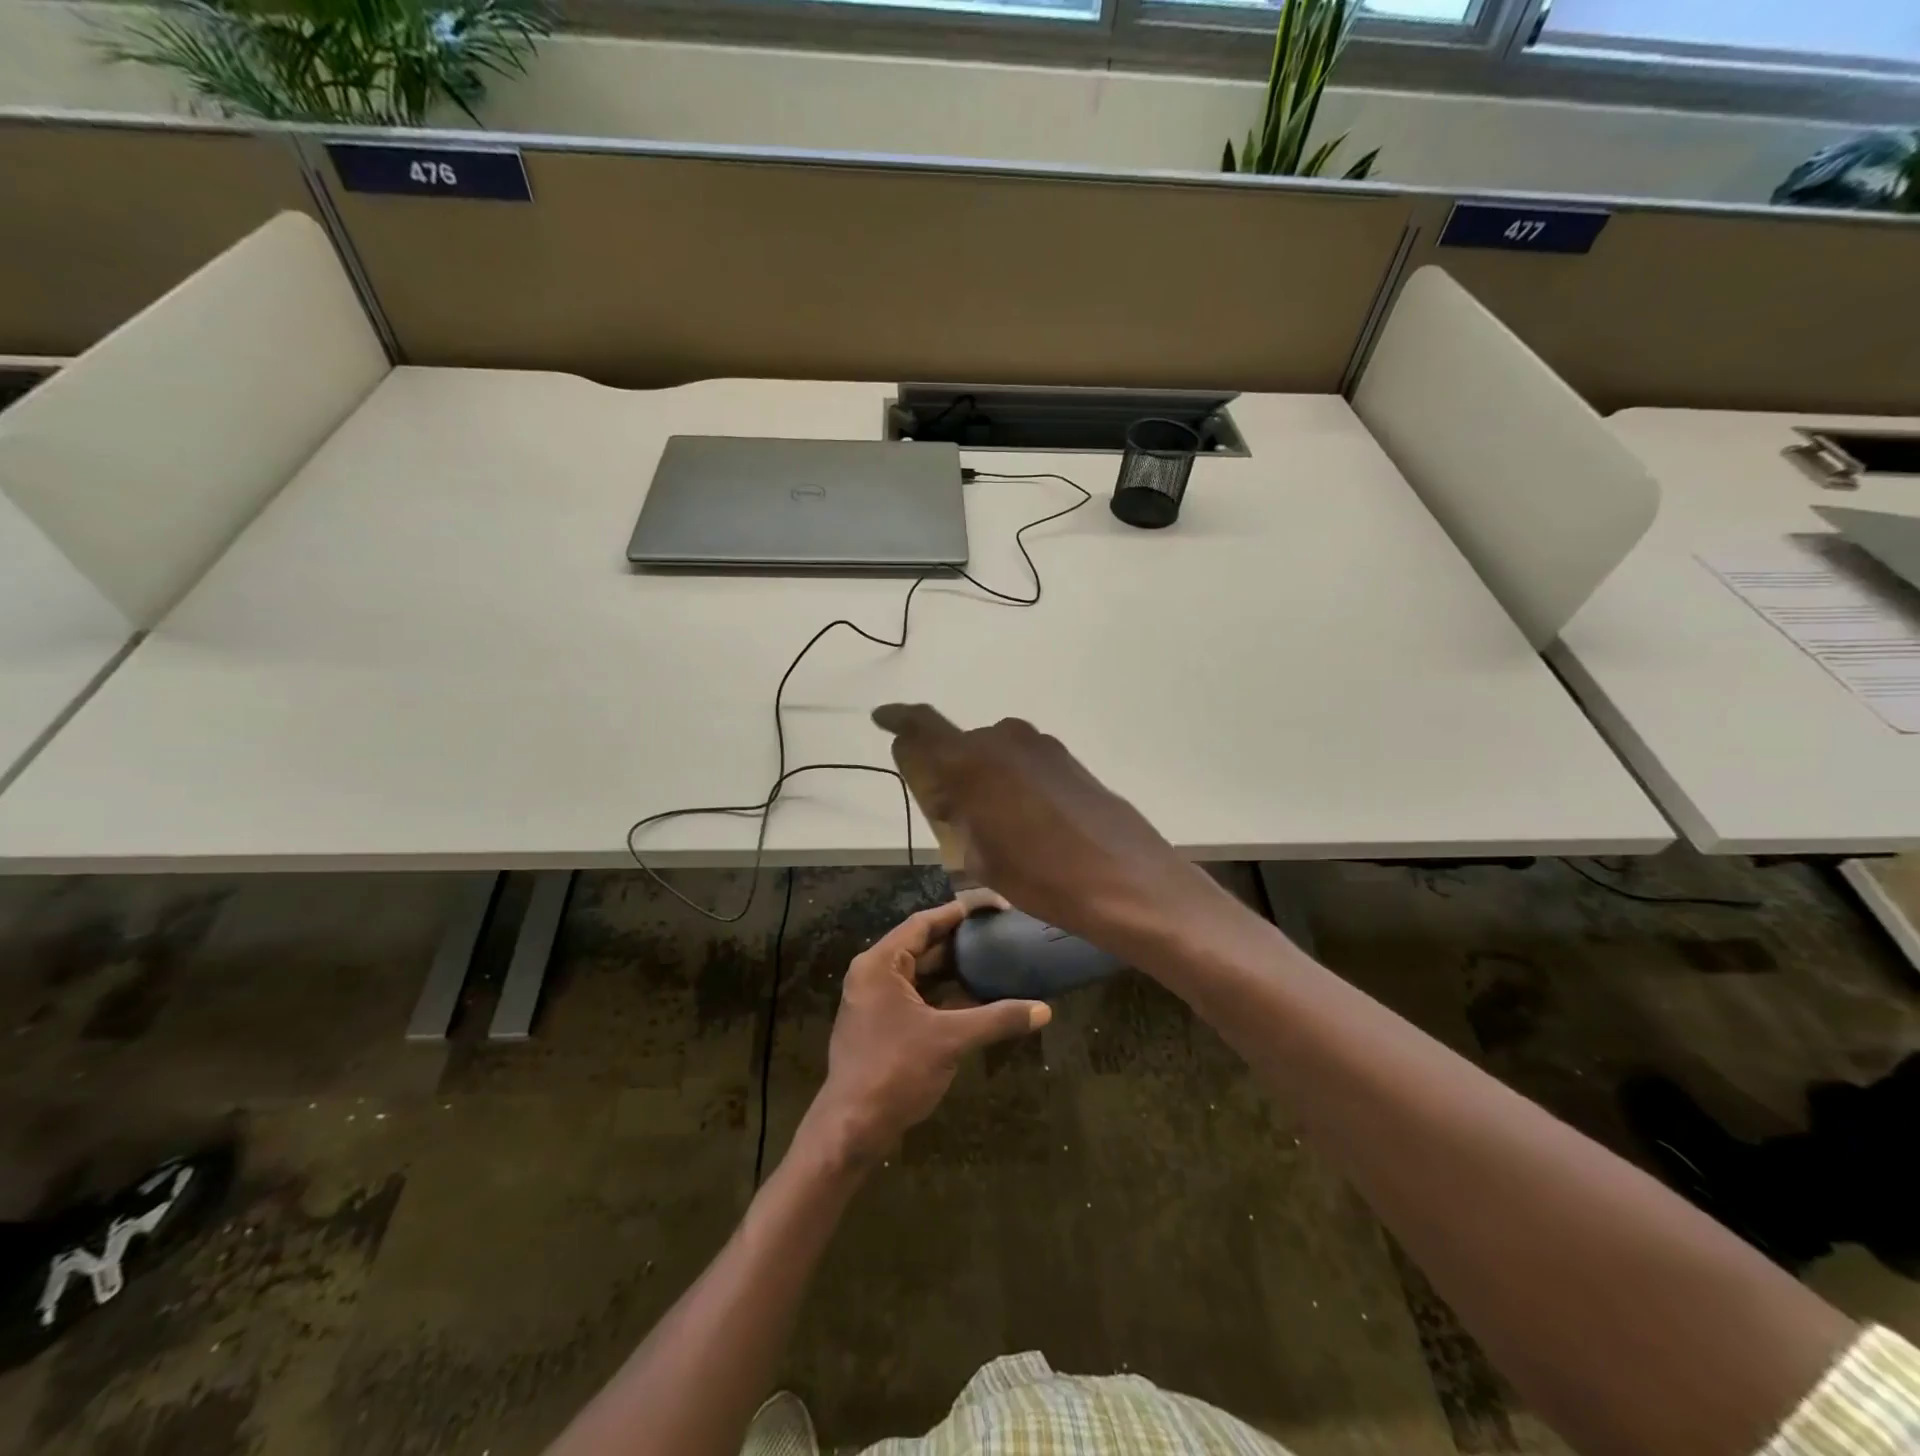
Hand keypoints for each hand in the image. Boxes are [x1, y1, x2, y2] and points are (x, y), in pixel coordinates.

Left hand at [800, 900, 1050, 1168]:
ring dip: (955, 969)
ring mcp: (876, 1000)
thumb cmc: (896, 1071)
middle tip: (1002, 933)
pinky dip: (945, 994)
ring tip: (997, 959)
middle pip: (923, 945)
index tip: (997, 907)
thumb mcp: (950, 1040)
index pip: (925, 922)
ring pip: (922, 973)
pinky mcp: (882, 1024)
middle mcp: (874, 974)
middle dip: (962, 941)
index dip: (962, 911)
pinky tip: (978, 997)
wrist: (852, 1129)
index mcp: (880, 963)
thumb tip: (1044, 1010)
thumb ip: (997, 1019)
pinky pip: (918, 996)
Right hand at [870, 705, 1216, 948]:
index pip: (923, 724)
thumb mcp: (981, 858)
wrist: (1127, 881)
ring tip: (994, 822)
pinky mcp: (1070, 761)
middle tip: (951, 810)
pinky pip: (1026, 763)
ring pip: (996, 753)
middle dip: (949, 769)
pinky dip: (1014, 781)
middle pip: (962, 744)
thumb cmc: (1042, 877)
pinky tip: (1028, 819)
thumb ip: (960, 818)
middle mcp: (1005, 739)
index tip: (882, 718)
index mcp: (972, 760)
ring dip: (986, 776)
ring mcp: (1043, 747)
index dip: (899, 719)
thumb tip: (957, 801)